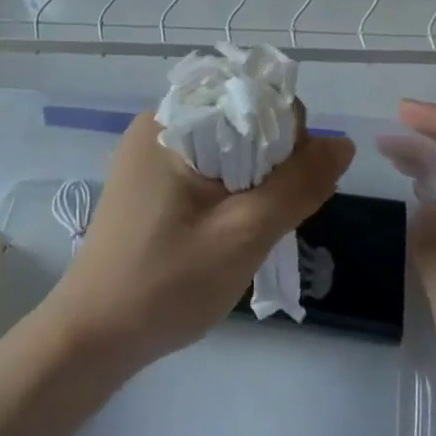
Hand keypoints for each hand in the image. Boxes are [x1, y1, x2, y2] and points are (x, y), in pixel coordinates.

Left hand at [45, 108, 353, 374]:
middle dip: (272, 161)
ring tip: (256, 225)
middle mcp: (158, 124)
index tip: (294, 187)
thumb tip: (343, 144)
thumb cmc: (166, 284)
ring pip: (227, 146)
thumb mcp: (244, 234)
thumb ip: (298, 185)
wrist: (92, 337)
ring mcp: (150, 154)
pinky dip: (230, 189)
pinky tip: (232, 226)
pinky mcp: (149, 181)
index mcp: (172, 121)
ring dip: (254, 179)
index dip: (288, 135)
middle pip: (240, 120)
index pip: (253, 97)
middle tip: (274, 215)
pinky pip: (206, 167)